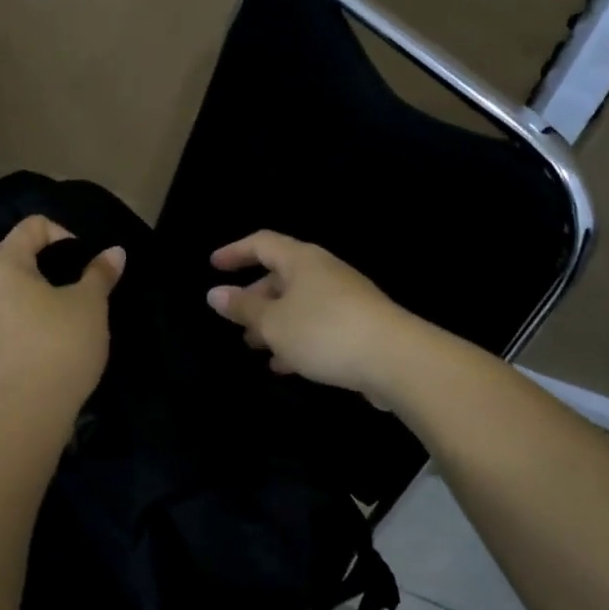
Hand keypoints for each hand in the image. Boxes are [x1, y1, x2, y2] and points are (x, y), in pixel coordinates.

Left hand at [0, 215, 124, 417]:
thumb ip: (100, 273)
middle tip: (73, 281)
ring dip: (30, 291)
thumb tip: (114, 252)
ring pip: (3, 289)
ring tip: (61, 311)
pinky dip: (21, 318)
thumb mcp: (91, 305)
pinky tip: (44, 340)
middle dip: (44, 260)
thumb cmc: (59, 346)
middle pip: (11, 254)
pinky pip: (0, 319)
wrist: (24, 413)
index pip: (32, 226)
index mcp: (2, 264)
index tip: (86, 262)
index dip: (64, 234)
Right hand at [206, 232, 422, 402]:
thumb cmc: (324, 331)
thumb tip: (215, 294)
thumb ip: (243, 308)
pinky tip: (286, 366)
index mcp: (301, 260)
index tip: (213, 266)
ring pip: (299, 304)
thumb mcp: (273, 322)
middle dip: (255, 298)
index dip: (235, 252)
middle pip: (281, 276)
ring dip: (274, 323)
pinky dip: (296, 339)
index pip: (262, 243)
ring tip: (255, 347)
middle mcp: (323, 272)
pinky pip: (317, 325)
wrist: (395, 359)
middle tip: (236, 321)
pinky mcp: (359, 325)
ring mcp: (344, 298)